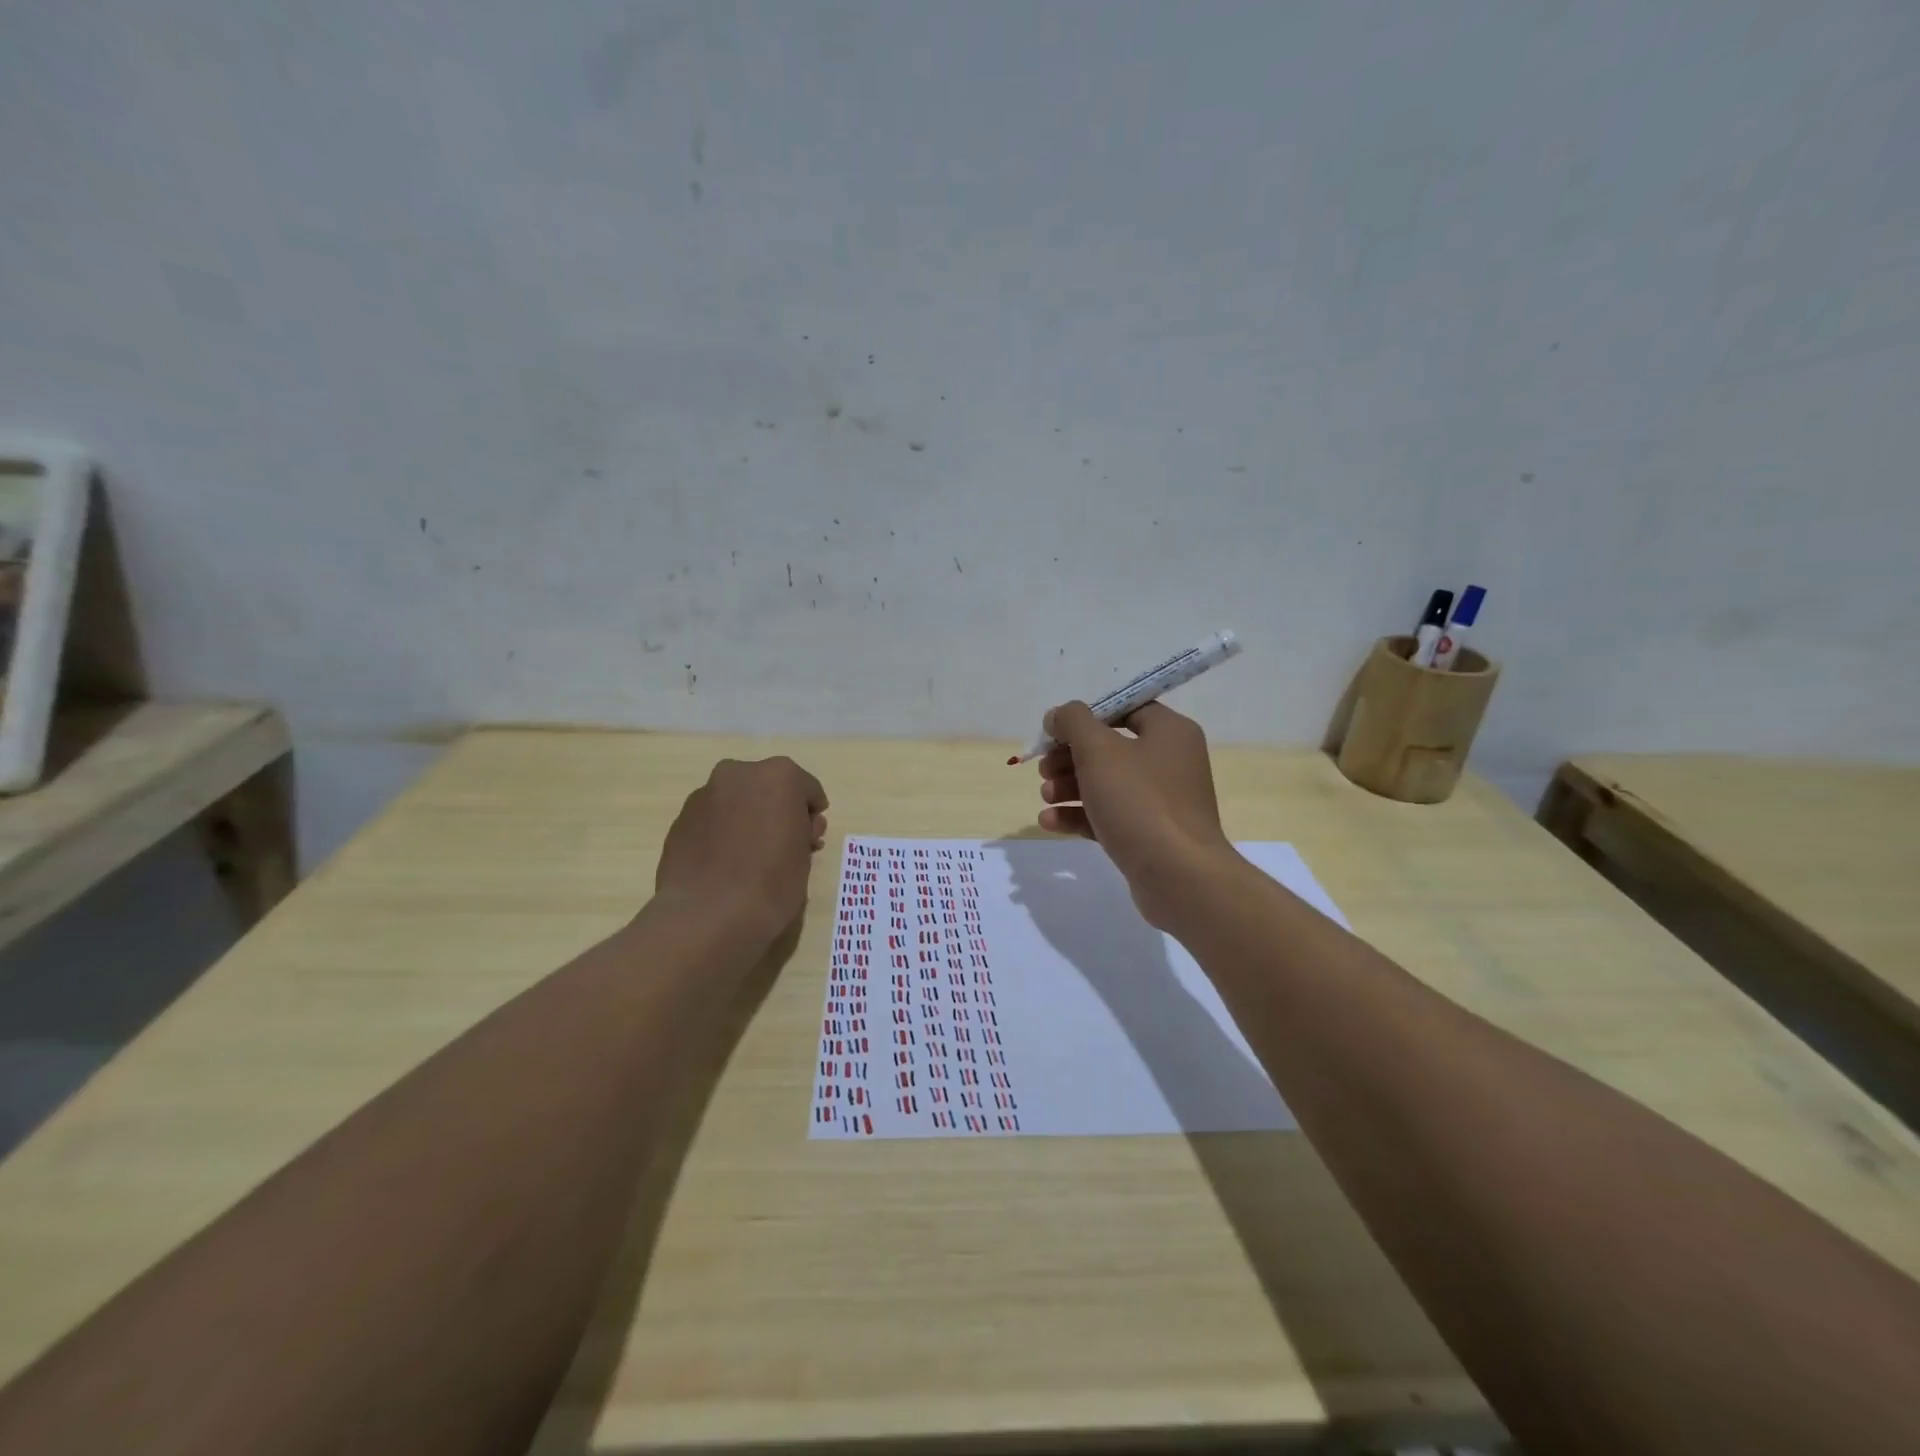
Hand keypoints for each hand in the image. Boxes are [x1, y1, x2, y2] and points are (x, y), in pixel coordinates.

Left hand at [656, 757, 828, 942]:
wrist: (708, 915)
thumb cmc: (772, 883)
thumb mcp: (805, 857)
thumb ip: (802, 831)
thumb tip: (792, 830)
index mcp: (779, 776)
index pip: (807, 789)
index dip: (812, 814)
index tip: (810, 837)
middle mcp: (739, 774)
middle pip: (768, 788)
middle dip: (777, 811)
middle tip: (782, 845)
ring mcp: (705, 795)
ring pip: (737, 801)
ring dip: (747, 819)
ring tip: (749, 857)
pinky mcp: (680, 819)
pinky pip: (712, 820)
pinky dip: (722, 833)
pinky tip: (724, 864)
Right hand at [1035, 701, 1234, 928]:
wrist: (1179, 877)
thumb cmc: (1140, 802)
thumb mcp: (1099, 751)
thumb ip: (1073, 723)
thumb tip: (1058, 715)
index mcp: (1169, 732)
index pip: (1124, 709)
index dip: (1085, 717)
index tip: (1054, 732)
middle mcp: (1170, 761)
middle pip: (1109, 748)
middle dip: (1069, 757)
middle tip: (1044, 770)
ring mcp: (1161, 801)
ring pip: (1106, 784)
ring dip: (1069, 787)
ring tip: (1045, 797)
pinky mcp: (1149, 834)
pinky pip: (1109, 815)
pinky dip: (1080, 815)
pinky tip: (1049, 822)